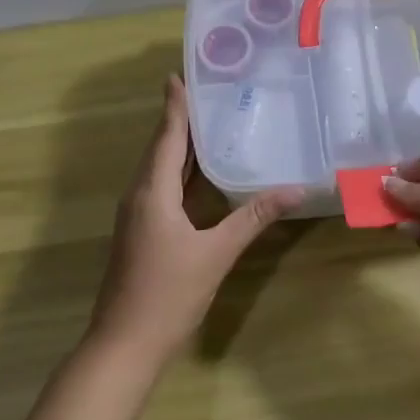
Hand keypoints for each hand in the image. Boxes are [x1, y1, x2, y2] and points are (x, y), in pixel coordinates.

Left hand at [89, 75, 302, 366]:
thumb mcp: (216, 254)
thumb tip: (295, 189)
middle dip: (179, 119)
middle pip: (160, 148)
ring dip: (179, 145)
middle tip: (205, 91)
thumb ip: (253, 218)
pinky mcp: (141, 233)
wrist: (125, 344)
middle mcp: (139, 196)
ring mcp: (137, 216)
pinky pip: (161, 188)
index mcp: (152, 192)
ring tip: (207, 123)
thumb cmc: (168, 294)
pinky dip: (180, 172)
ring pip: (159, 169)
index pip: (166, 137)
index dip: (174, 106)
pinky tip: (200, 174)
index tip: (179, 74)